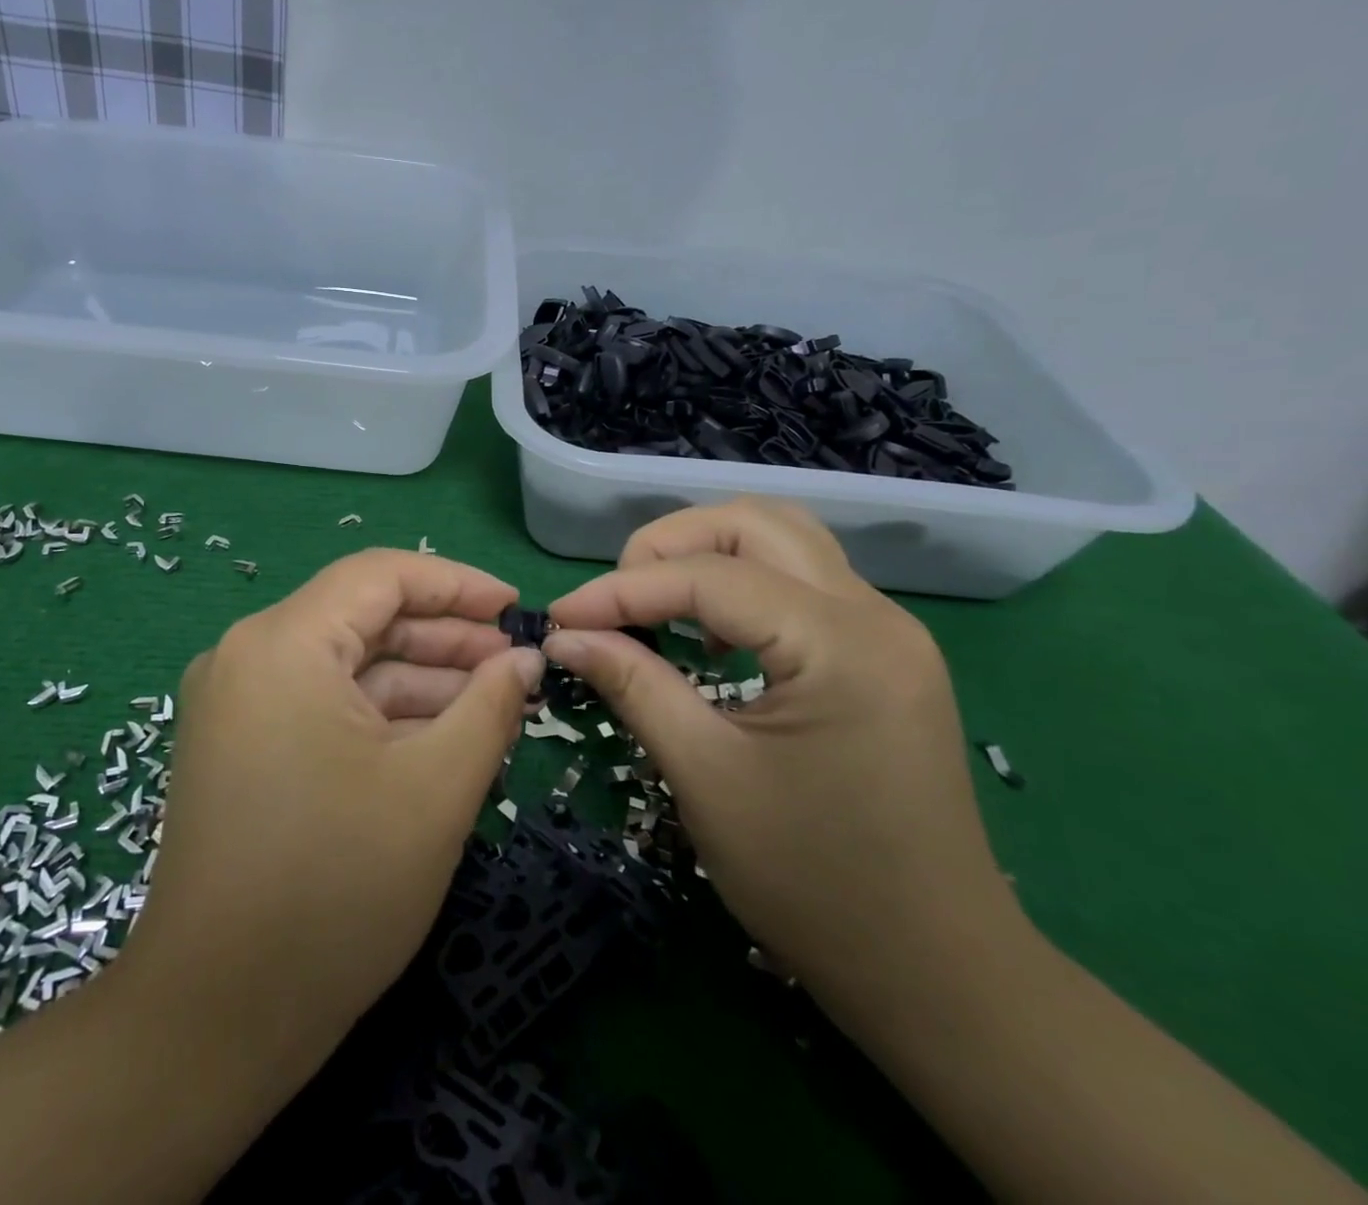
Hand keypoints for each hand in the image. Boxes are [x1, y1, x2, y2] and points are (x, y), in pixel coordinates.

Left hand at [117, 549, 544, 1065]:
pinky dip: (380, 714)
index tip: (518, 610)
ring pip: (345, 664)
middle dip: (444, 637)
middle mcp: (247, 655)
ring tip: (493, 703)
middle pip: (362, 617)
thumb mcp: (434, 789)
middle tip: (515, 666)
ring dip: (418, 680)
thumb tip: (523, 659)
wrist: (214, 1019)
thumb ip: (489, 706)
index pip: (380, 575)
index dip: (457, 583)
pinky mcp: (239, 745)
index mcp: (282, 643)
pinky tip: (439, 735)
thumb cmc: (334, 890)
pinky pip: (322, 704)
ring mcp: (236, 702)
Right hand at [543, 499, 1019, 1005]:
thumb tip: (564, 635)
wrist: (935, 972)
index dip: (621, 589)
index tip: (560, 618)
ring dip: (706, 554)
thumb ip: (632, 685)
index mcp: (840, 645)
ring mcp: (886, 631)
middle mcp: (874, 616)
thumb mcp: (705, 776)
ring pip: (782, 540)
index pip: (709, 577)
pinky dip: (741, 584)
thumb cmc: (812, 881)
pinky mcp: (882, 655)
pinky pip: (800, 581)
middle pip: (754, 523)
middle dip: (668, 546)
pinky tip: (710, 634)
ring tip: (655, 605)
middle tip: (614, 601)